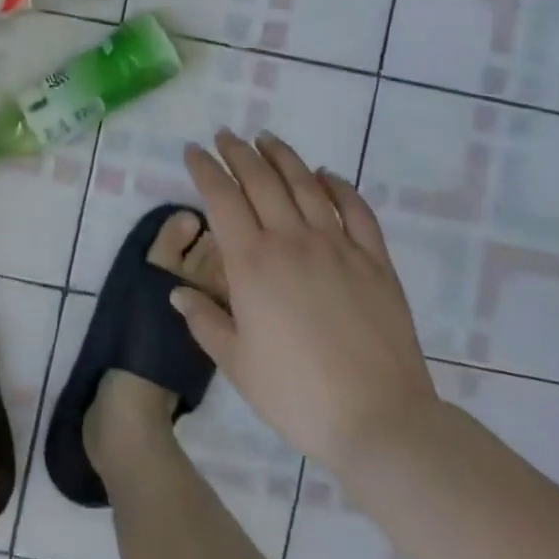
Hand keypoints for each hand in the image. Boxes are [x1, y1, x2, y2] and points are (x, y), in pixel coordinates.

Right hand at [173, 129, 439, 473]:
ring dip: (282, 156)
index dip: (204, 169)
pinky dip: (339, 186)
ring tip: (266, 139)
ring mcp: (337, 246)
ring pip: (305, 184)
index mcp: (252, 263)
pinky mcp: (375, 261)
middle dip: (237, 152)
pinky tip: (326, 174)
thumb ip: (205, 321)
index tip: (193, 150)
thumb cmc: (298, 396)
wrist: (381, 423)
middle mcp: (291, 240)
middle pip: (260, 180)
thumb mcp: (237, 364)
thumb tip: (177, 293)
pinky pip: (356, 210)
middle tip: (225, 135)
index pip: (221, 197)